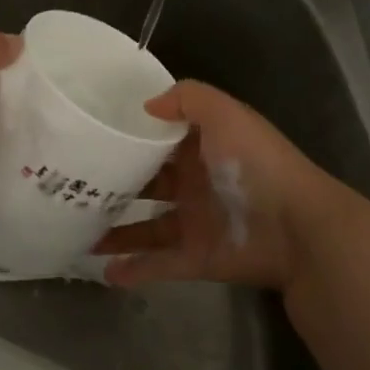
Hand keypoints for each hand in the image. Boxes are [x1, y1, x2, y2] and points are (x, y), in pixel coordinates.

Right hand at [95, 80, 350, 292]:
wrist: (297, 228)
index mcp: (201, 148)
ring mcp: (195, 223)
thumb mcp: (225, 115)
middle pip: (147, 183)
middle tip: (72, 186)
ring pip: (146, 227)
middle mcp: (195, 183)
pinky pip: (159, 264)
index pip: (159, 139)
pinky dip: (134, 269)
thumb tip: (146, 106)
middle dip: (114, 185)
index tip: (90, 135)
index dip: (129, 136)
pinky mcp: (197, 258)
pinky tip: (103, 271)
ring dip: (116, 230)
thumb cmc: (255, 165)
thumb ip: (188, 99)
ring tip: (79, 231)